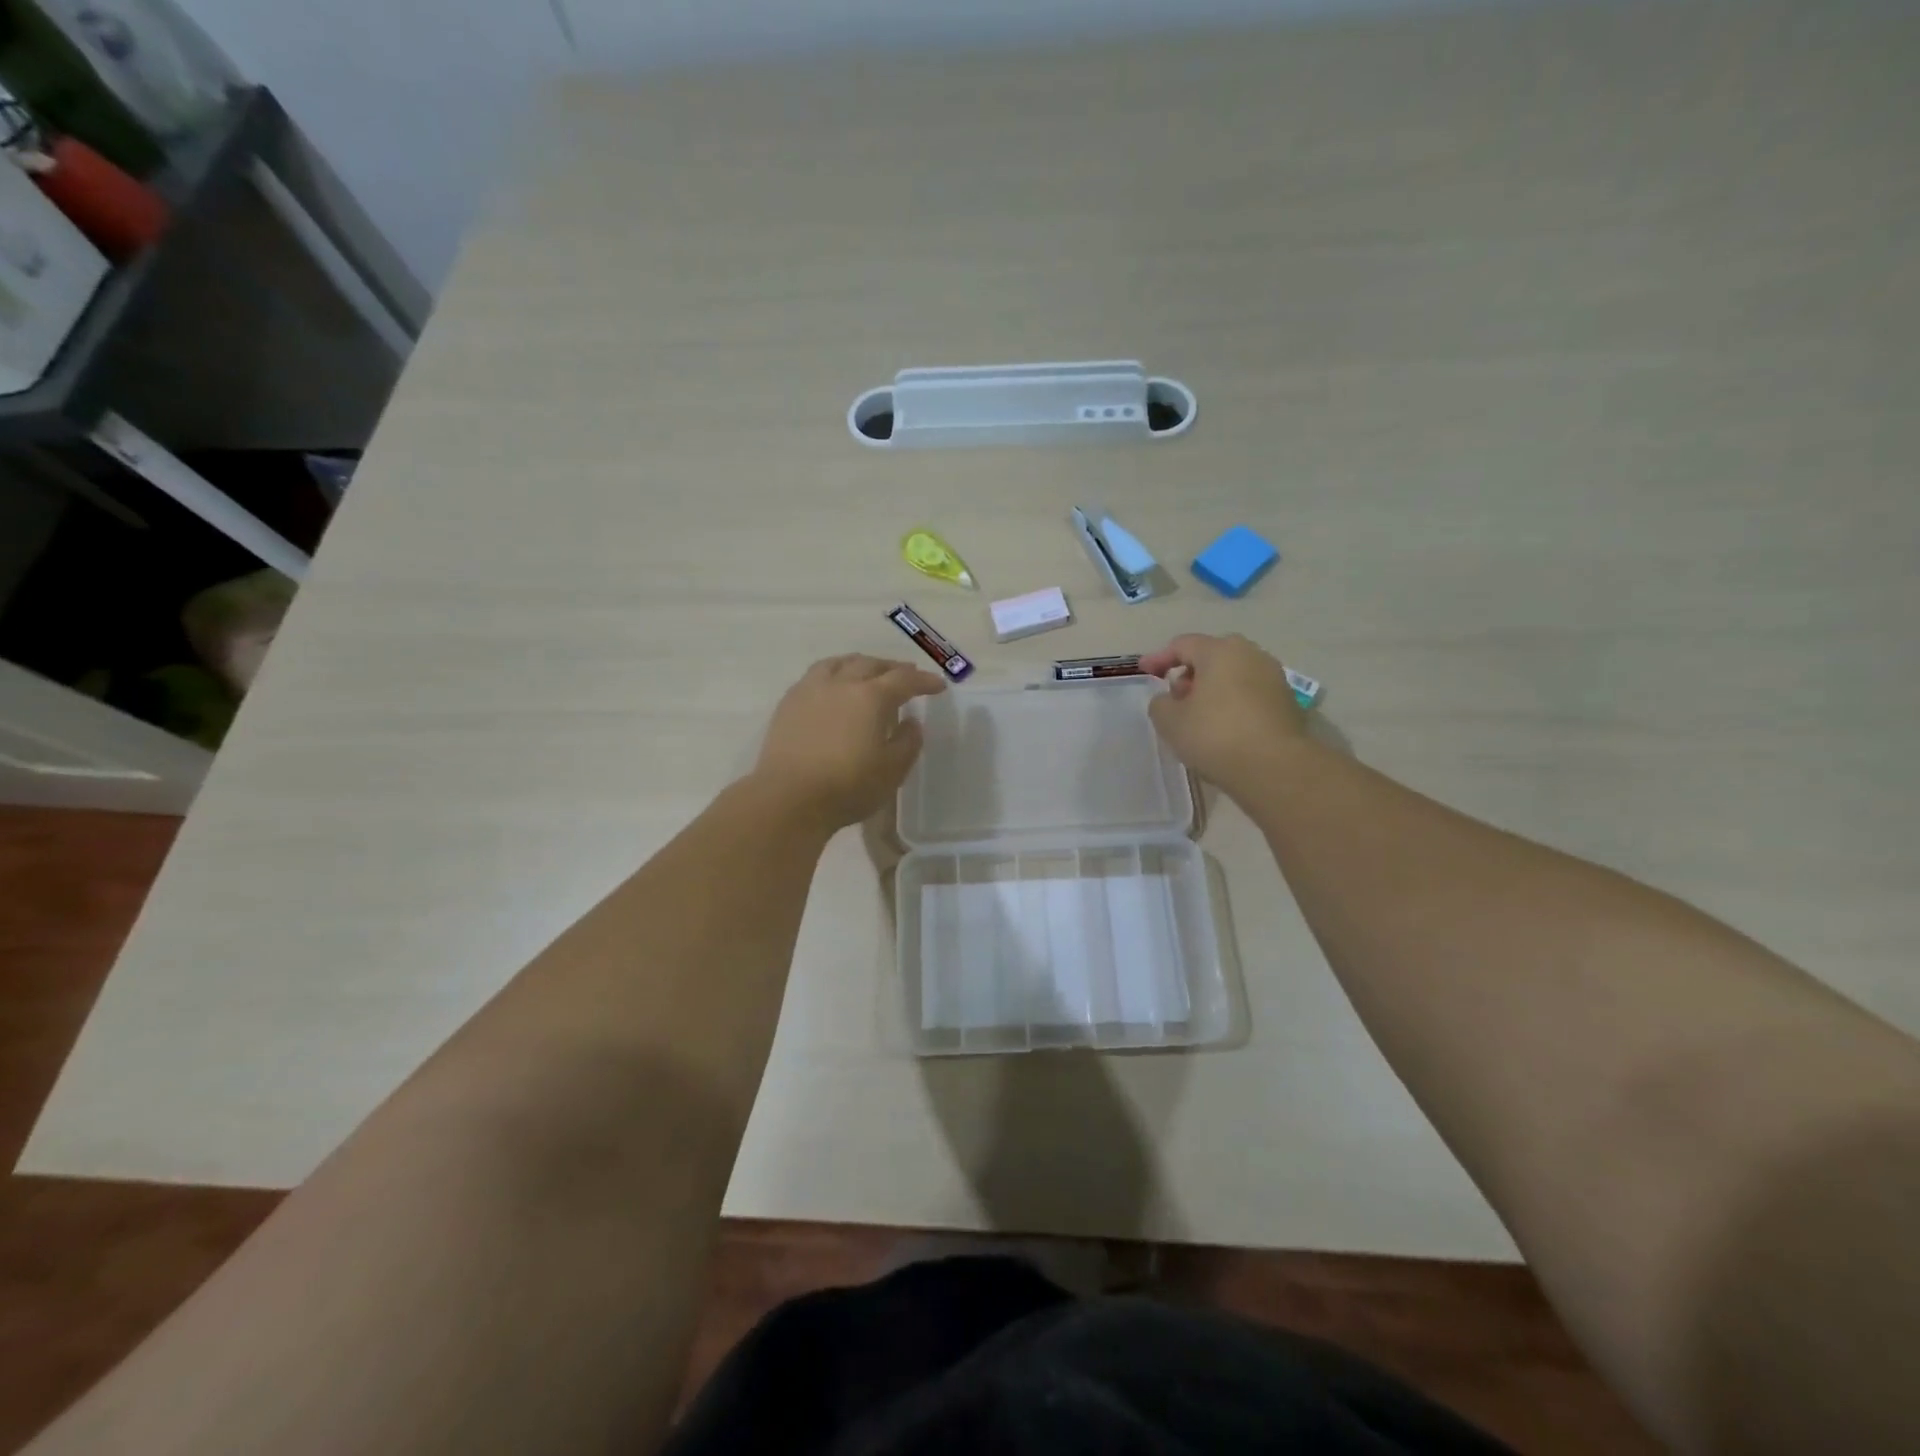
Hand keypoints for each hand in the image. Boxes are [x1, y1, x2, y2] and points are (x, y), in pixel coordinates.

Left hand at [753, 655, 945, 828]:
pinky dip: (833, 673)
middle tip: (906, 675)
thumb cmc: (848, 786)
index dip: (923, 681)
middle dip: (893, 668)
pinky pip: (815, 675)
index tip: (938, 686)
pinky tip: (833, 687)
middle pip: (871, 664)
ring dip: (860, 663)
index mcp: (871, 697)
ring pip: (839, 663)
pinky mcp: (789, 703)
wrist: (788, 798)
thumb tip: (911, 722)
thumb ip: (908, 742)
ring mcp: (811, 690)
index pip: (904, 680)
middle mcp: (841, 683)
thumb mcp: (892, 770)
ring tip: (867, 671)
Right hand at [1140, 634, 1309, 795]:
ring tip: (1198, 716)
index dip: (1159, 658)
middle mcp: (1251, 655)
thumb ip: (1160, 703)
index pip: (1182, 645)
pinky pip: (1250, 694)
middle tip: (1176, 697)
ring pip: (1234, 675)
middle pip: (1212, 656)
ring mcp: (1274, 678)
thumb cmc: (1215, 735)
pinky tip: (1223, 728)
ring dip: (1213, 690)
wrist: (1275, 768)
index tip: (1144, 672)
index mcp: (1220, 651)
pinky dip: (1233, 704)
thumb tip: (1170, 700)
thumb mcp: (1169, 721)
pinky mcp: (1287, 703)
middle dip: (1190, 673)